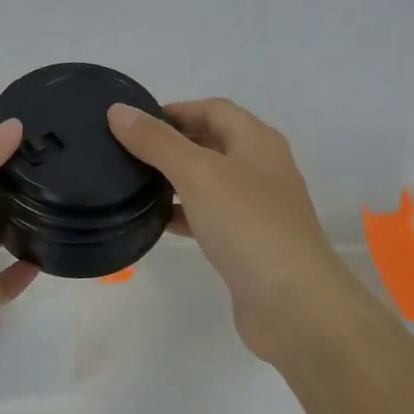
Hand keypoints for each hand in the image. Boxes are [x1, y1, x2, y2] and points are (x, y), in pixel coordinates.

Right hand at [108, 98, 351, 363]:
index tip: (133, 123)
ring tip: (132, 183)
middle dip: (171, 143)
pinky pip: (209, 216)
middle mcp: (261, 168)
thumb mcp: (197, 173)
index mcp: (257, 141)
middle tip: (125, 151)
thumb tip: (119, 111)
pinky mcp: (248, 243)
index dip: (175, 110)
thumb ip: (157, 141)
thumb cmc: (248, 225)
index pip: (213, 109)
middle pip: (211, 142)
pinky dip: (183, 213)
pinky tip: (155, 221)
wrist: (295, 305)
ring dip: (174, 178)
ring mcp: (257, 208)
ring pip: (208, 181)